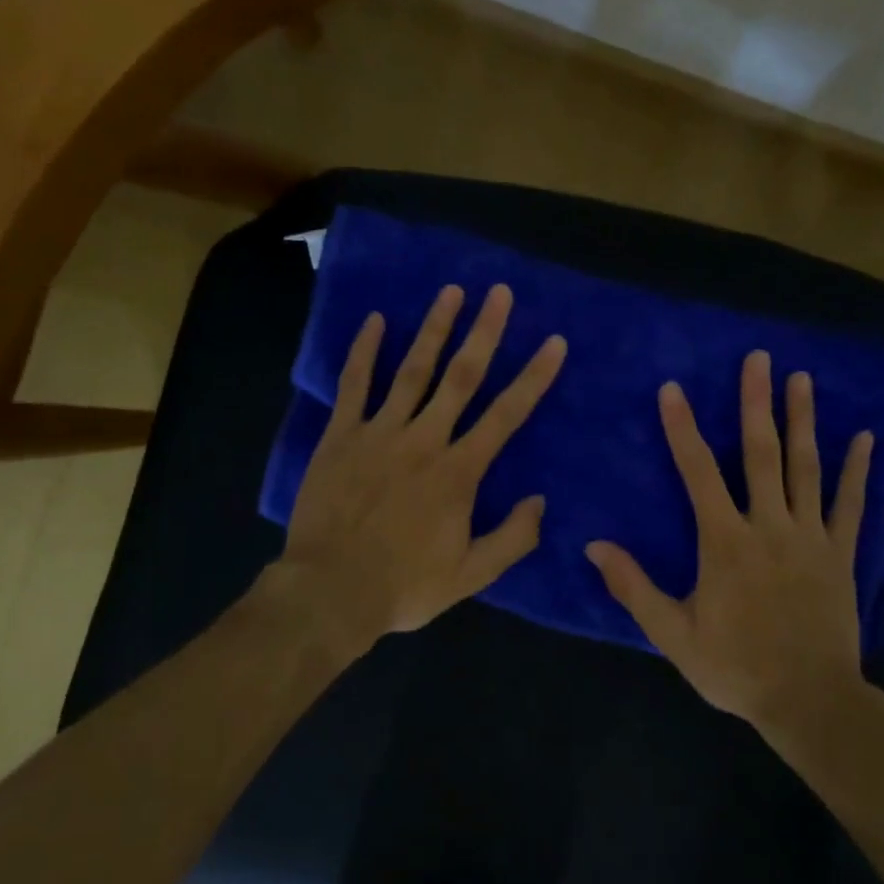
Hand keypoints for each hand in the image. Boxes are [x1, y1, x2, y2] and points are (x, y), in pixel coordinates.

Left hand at [281, 282, 566, 654]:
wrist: (329, 592)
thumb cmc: (404, 585)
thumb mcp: (470, 576)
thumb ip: (512, 538)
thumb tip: (540, 500)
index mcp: (458, 472)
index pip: (506, 415)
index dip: (534, 378)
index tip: (554, 342)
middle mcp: (424, 440)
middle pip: (461, 377)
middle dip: (484, 332)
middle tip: (500, 293)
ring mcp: (379, 433)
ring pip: (413, 371)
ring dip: (434, 329)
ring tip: (451, 291)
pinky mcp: (341, 436)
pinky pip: (354, 386)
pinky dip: (364, 352)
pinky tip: (375, 321)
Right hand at [585, 350, 879, 735]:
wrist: (809, 702)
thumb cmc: (735, 667)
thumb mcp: (673, 635)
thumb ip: (634, 587)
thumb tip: (593, 546)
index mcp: (725, 542)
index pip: (698, 473)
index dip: (683, 429)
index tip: (673, 389)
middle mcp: (768, 526)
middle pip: (760, 454)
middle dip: (755, 403)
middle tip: (758, 359)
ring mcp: (809, 537)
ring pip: (805, 468)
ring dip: (802, 420)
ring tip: (801, 378)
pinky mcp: (840, 554)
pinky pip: (850, 505)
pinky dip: (856, 471)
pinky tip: (863, 437)